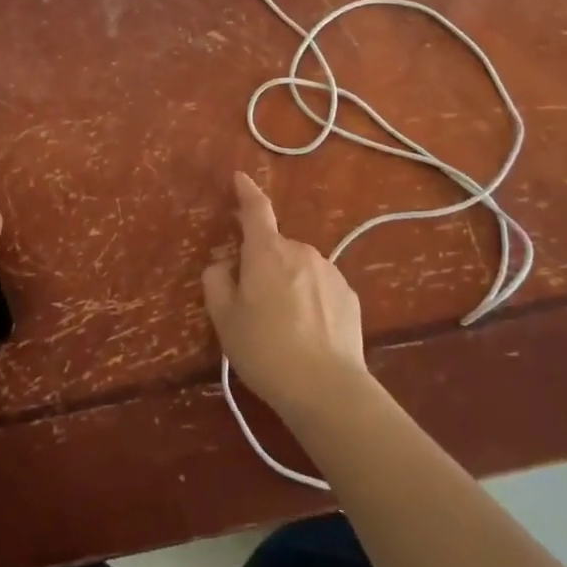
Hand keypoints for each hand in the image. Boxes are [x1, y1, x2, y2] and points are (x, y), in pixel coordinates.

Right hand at [202, 171, 368, 419]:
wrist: (326, 388)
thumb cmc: (266, 349)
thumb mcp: (225, 319)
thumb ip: (217, 282)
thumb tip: (223, 265)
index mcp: (267, 251)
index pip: (255, 210)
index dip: (246, 191)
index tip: (240, 178)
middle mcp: (300, 251)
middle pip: (275, 247)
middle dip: (263, 263)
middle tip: (253, 302)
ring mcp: (329, 271)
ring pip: (299, 268)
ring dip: (288, 282)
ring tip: (283, 326)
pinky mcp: (349, 296)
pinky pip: (320, 287)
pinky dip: (310, 299)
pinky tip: (308, 333)